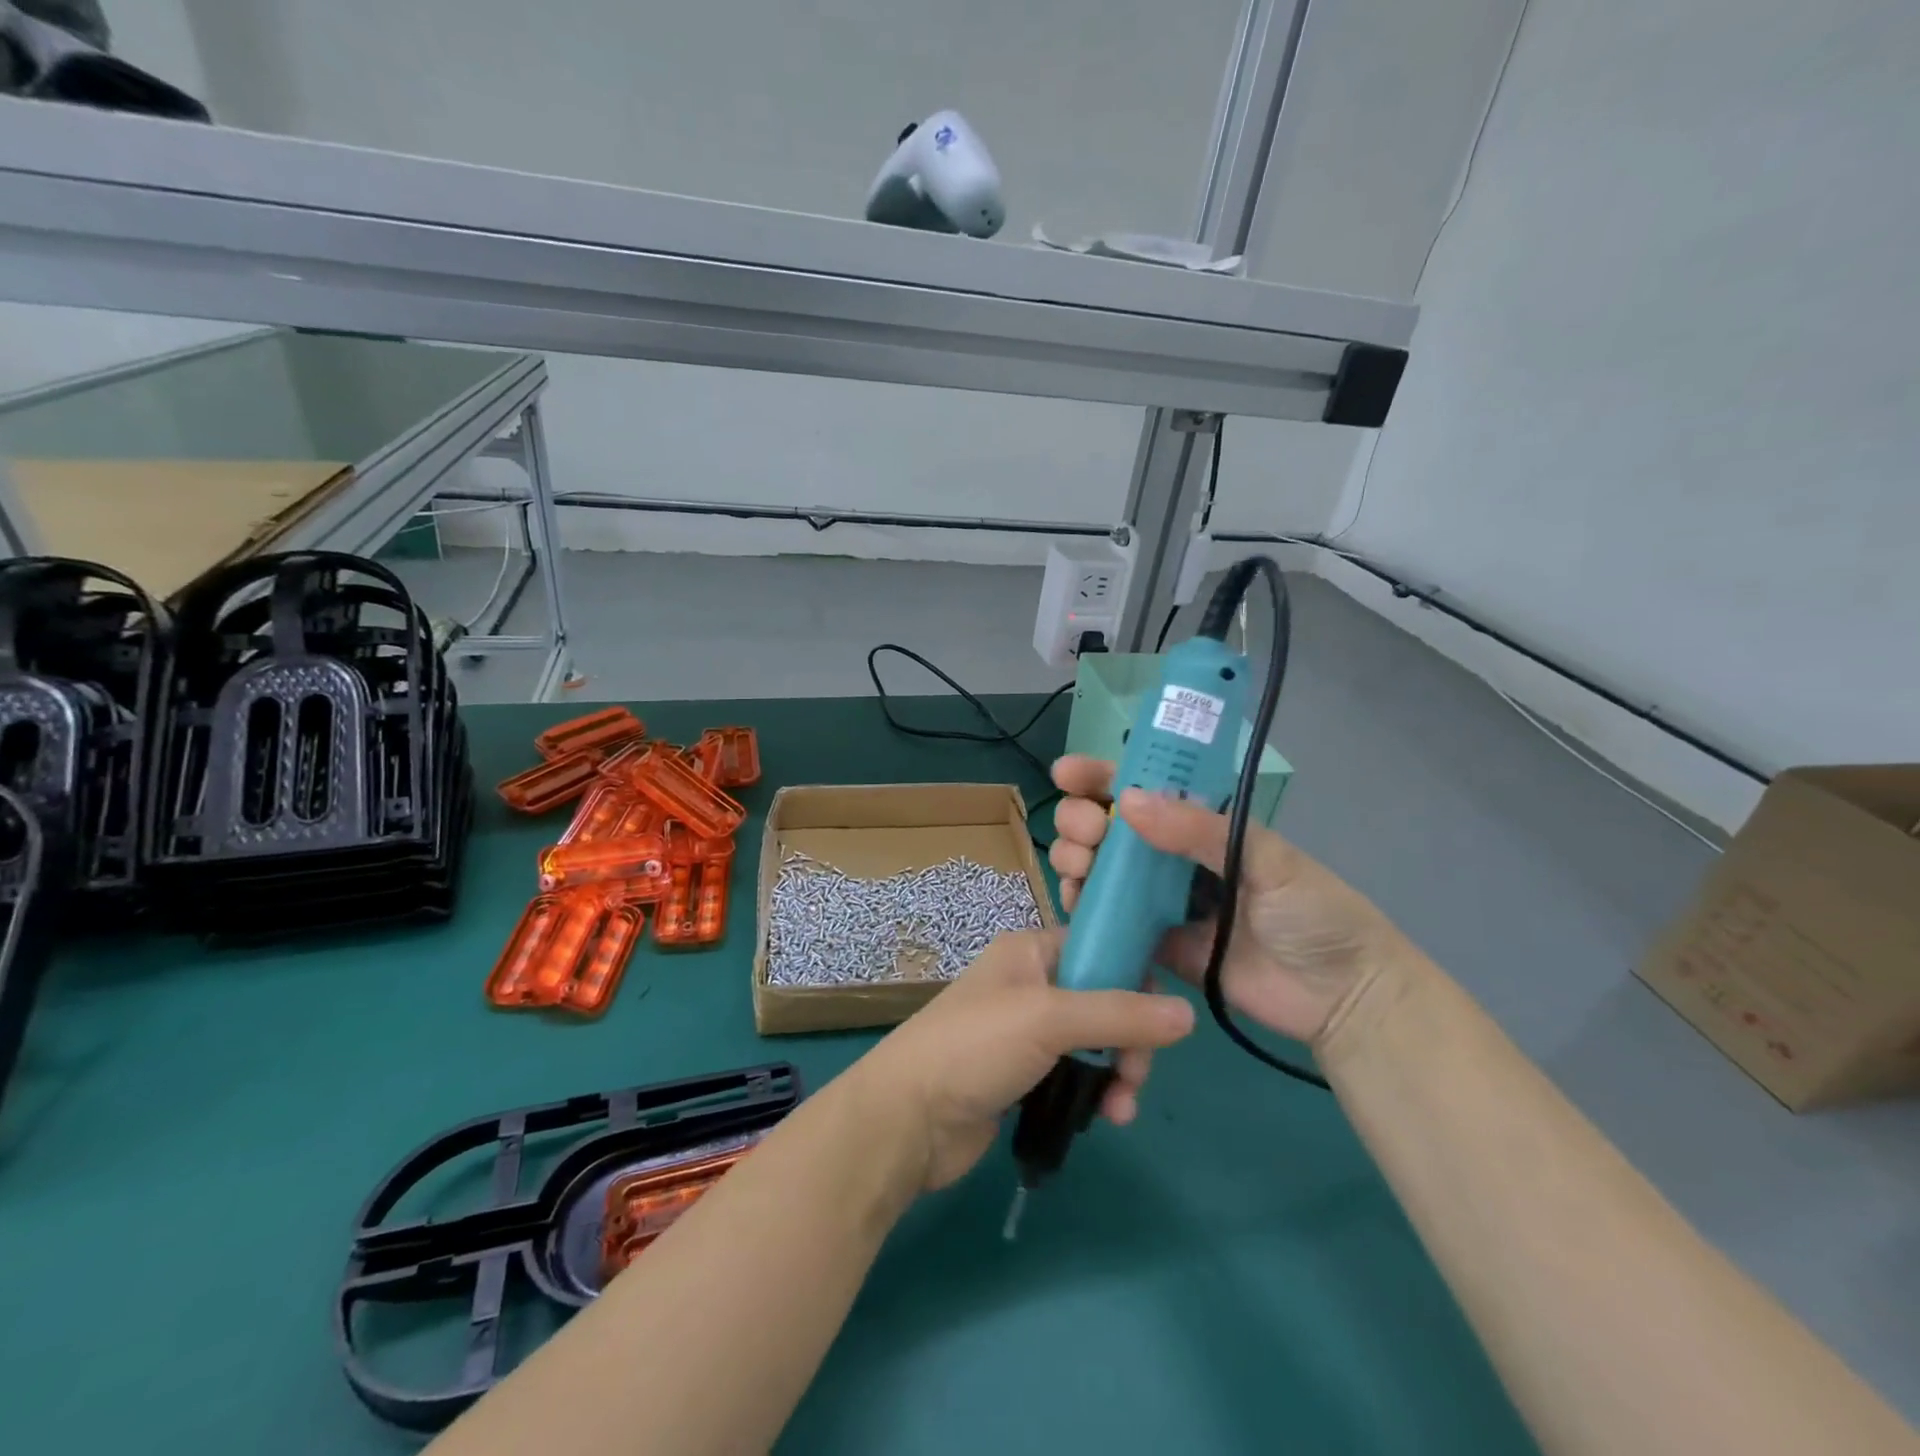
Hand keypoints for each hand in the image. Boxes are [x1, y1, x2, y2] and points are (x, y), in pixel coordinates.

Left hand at [848, 928, 1194, 1190]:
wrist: (909, 1117)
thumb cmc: (976, 1046)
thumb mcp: (1050, 1018)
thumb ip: (1120, 1014)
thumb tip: (1188, 1013)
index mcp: (1031, 951)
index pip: (1099, 947)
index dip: (1135, 976)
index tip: (1163, 1015)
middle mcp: (1031, 984)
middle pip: (1105, 999)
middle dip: (1129, 1038)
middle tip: (1134, 1074)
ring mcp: (1027, 1032)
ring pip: (1095, 1042)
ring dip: (1118, 1071)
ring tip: (1120, 1108)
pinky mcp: (1024, 1075)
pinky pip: (1077, 1073)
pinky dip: (1096, 1091)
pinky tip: (1106, 1117)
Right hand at [1047, 755, 1409, 1047]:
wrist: (1341, 998)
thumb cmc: (1316, 914)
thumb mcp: (1268, 860)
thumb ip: (1198, 831)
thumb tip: (1127, 802)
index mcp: (1203, 825)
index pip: (1145, 788)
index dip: (1102, 776)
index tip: (1065, 773)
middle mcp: (1175, 857)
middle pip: (1111, 827)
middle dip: (1082, 819)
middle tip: (1085, 832)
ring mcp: (1162, 901)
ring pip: (1102, 870)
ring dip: (1076, 859)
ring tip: (1077, 868)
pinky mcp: (1155, 944)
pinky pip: (1110, 920)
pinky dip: (1085, 908)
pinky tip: (1076, 903)